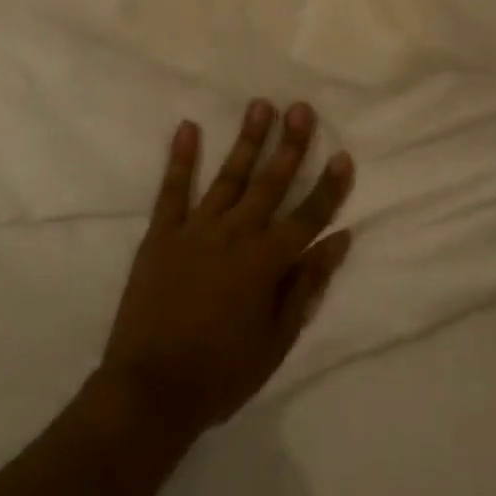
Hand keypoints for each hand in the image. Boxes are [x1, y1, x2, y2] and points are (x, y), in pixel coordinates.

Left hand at [98, 100, 354, 442]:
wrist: (151, 390)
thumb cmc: (222, 373)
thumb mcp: (277, 340)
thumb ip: (305, 286)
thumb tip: (337, 242)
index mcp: (267, 263)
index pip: (308, 217)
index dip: (329, 187)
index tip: (344, 155)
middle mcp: (235, 235)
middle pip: (270, 183)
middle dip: (290, 145)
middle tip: (301, 108)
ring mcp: (195, 230)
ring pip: (228, 177)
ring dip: (246, 140)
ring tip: (260, 106)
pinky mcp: (161, 235)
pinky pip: (172, 190)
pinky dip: (181, 158)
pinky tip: (188, 128)